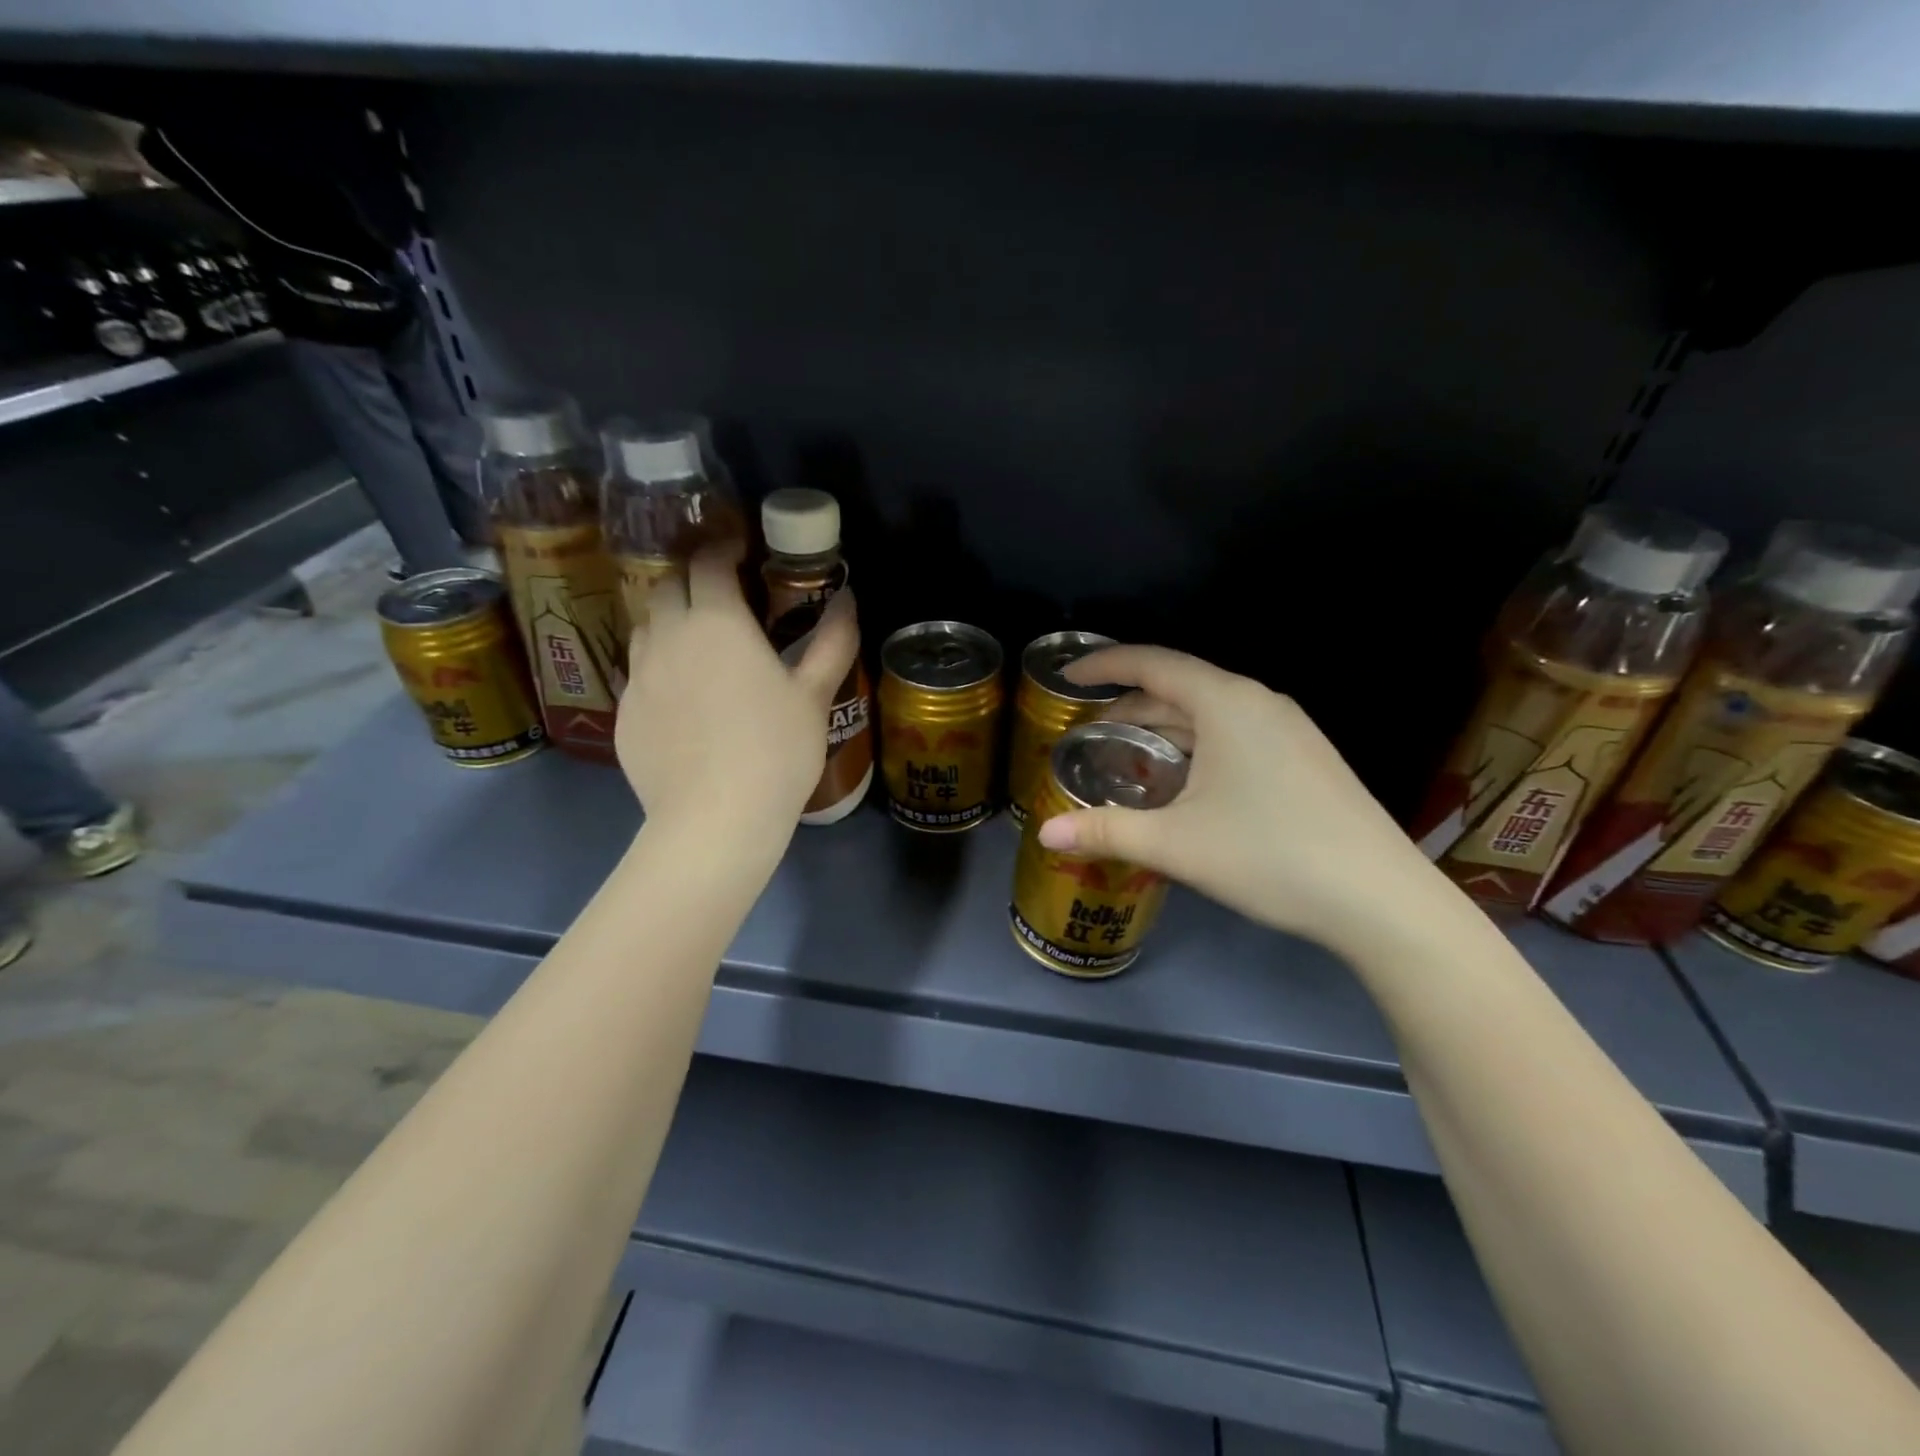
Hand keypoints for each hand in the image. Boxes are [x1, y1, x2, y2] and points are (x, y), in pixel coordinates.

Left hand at [617, 547, 858, 841]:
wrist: (715, 818)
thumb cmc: (776, 750)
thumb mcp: (814, 694)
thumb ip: (832, 641)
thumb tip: (849, 598)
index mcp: (717, 621)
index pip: (709, 563)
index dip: (723, 550)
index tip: (740, 553)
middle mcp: (668, 636)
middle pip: (667, 585)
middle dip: (691, 579)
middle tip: (720, 597)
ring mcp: (639, 676)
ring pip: (645, 627)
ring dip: (669, 621)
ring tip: (697, 644)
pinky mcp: (623, 714)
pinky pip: (637, 674)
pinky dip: (657, 668)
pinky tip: (681, 699)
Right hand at [1035, 645, 1438, 952]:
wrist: (1379, 899)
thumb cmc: (1268, 855)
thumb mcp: (1175, 844)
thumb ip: (1106, 831)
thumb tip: (1045, 835)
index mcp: (1226, 703)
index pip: (1152, 663)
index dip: (1103, 665)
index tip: (1067, 678)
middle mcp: (1258, 702)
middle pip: (1179, 689)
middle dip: (1129, 708)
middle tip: (1087, 736)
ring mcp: (1288, 729)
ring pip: (1208, 715)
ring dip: (1163, 731)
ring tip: (1124, 760)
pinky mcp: (1304, 757)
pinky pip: (1234, 735)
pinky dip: (1195, 748)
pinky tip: (1181, 784)